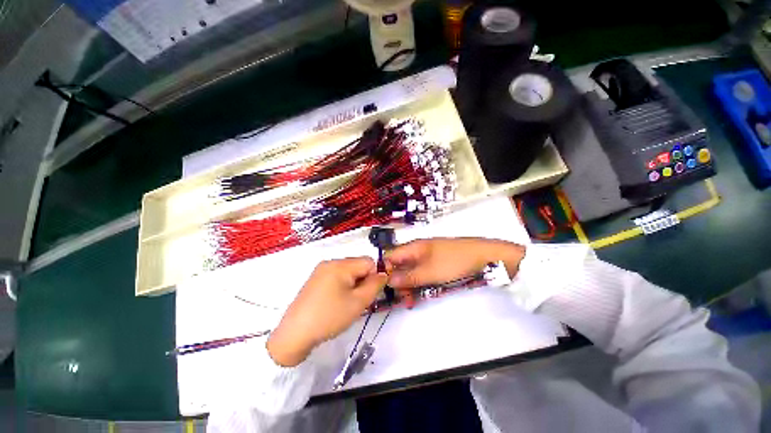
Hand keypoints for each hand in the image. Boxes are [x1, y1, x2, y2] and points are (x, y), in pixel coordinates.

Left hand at [267, 257, 386, 366]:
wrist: (294, 334)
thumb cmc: (329, 317)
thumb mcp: (358, 302)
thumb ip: (375, 285)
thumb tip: (384, 273)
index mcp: (340, 264)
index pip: (368, 261)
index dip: (376, 275)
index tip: (373, 292)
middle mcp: (330, 262)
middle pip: (358, 265)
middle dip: (364, 280)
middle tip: (361, 300)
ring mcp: (321, 270)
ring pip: (349, 272)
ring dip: (355, 284)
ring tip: (349, 302)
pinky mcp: (316, 279)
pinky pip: (337, 276)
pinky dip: (344, 286)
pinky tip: (338, 301)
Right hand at [385, 238, 525, 288]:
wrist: (484, 256)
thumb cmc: (455, 261)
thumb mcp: (431, 271)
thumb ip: (409, 276)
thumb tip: (389, 280)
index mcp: (414, 247)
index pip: (391, 256)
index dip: (386, 271)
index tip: (385, 288)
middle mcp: (418, 251)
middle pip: (400, 265)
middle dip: (398, 282)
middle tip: (402, 300)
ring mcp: (427, 257)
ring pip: (411, 271)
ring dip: (409, 285)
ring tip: (411, 301)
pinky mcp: (436, 264)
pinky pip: (422, 274)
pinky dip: (419, 284)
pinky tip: (421, 295)